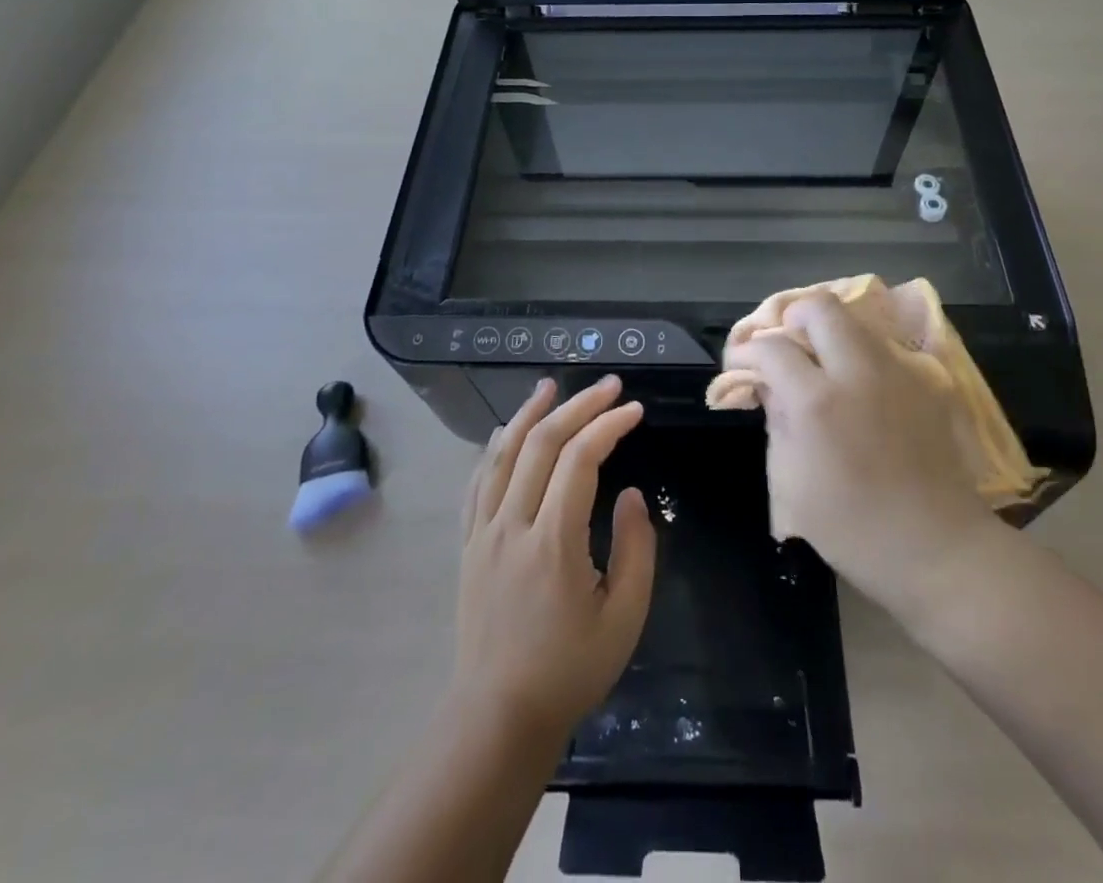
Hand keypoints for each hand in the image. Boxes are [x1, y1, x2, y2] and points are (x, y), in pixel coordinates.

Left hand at [452, 377, 654, 745]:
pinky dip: (494, 449)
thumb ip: (635, 550)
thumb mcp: (623, 618)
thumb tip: (629, 494)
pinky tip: (505, 433)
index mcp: (552, 542)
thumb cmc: (569, 670)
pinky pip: (477, 483)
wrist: (498, 716)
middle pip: (541, 444)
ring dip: (529, 414)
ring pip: (502, 454)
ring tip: (550, 386)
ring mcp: (482, 532)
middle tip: (608, 385)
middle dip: (578, 406)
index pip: (579, 460)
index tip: (634, 410)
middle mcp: (512, 525)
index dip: (608, 426)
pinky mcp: (467, 544)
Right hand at [729, 293, 999, 614]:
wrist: (937, 548)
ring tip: (819, 364)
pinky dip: (860, 353)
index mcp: (817, 402)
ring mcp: (898, 370)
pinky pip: (883, 346)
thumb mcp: (789, 480)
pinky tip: (857, 385)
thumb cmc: (851, 527)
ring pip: (855, 319)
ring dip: (828, 332)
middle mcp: (858, 371)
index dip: (746, 352)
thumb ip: (775, 419)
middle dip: (791, 318)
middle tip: (783, 348)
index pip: (771, 347)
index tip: (740, 366)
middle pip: (818, 307)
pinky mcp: (926, 379)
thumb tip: (767, 384)